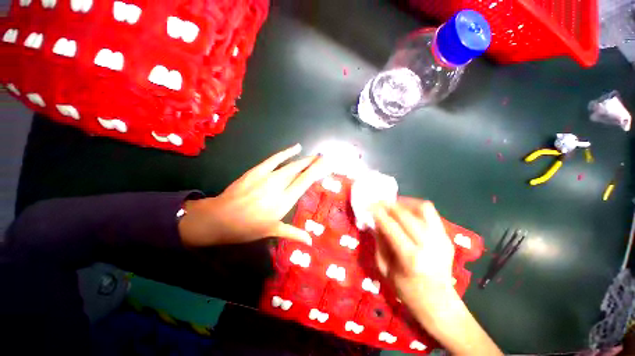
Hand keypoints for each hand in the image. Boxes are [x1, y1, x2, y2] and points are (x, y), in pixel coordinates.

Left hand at [179, 144, 332, 246]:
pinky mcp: (257, 170)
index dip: (317, 172)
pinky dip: (287, 152)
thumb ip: (293, 233)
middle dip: (314, 163)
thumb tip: (310, 242)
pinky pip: (275, 159)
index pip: (305, 182)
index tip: (327, 165)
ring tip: (316, 155)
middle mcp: (279, 186)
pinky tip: (297, 147)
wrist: (220, 218)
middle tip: (325, 158)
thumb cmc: (247, 227)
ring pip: (291, 165)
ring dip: (305, 159)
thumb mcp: (272, 231)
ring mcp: (268, 177)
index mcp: (284, 201)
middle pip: (300, 171)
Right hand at [373, 198, 502, 355]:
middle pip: (406, 214)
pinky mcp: (447, 237)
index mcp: (411, 259)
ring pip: (423, 208)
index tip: (368, 205)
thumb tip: (375, 221)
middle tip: (378, 203)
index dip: (378, 213)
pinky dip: (415, 208)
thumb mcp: (385, 269)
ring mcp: (441, 240)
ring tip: (393, 205)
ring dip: (404, 203)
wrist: (439, 304)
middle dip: (389, 205)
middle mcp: (429, 246)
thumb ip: (379, 242)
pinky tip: (406, 213)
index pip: (391, 226)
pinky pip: (430, 214)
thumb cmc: (406, 291)